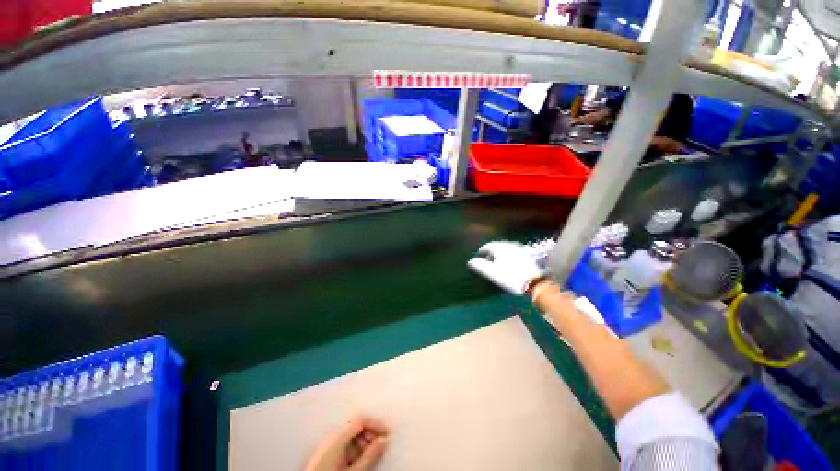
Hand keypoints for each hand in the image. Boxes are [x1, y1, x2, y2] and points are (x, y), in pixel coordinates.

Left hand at [304, 416, 389, 470]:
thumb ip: (369, 455)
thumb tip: (385, 439)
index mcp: (337, 436)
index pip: (361, 419)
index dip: (376, 423)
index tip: (388, 433)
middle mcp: (332, 436)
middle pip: (356, 426)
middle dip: (371, 433)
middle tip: (382, 445)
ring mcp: (328, 445)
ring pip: (351, 436)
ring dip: (365, 442)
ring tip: (374, 455)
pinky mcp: (326, 454)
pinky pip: (345, 445)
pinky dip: (356, 449)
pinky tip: (361, 460)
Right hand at [468, 241, 543, 293]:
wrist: (533, 284)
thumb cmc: (509, 278)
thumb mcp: (491, 273)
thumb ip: (479, 265)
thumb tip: (470, 261)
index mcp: (500, 247)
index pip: (487, 246)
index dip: (481, 252)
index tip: (478, 258)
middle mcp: (509, 245)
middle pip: (496, 246)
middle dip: (490, 252)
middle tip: (486, 260)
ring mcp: (519, 249)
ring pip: (504, 248)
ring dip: (499, 254)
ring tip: (496, 262)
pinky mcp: (526, 255)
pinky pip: (512, 252)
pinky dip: (507, 255)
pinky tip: (507, 263)